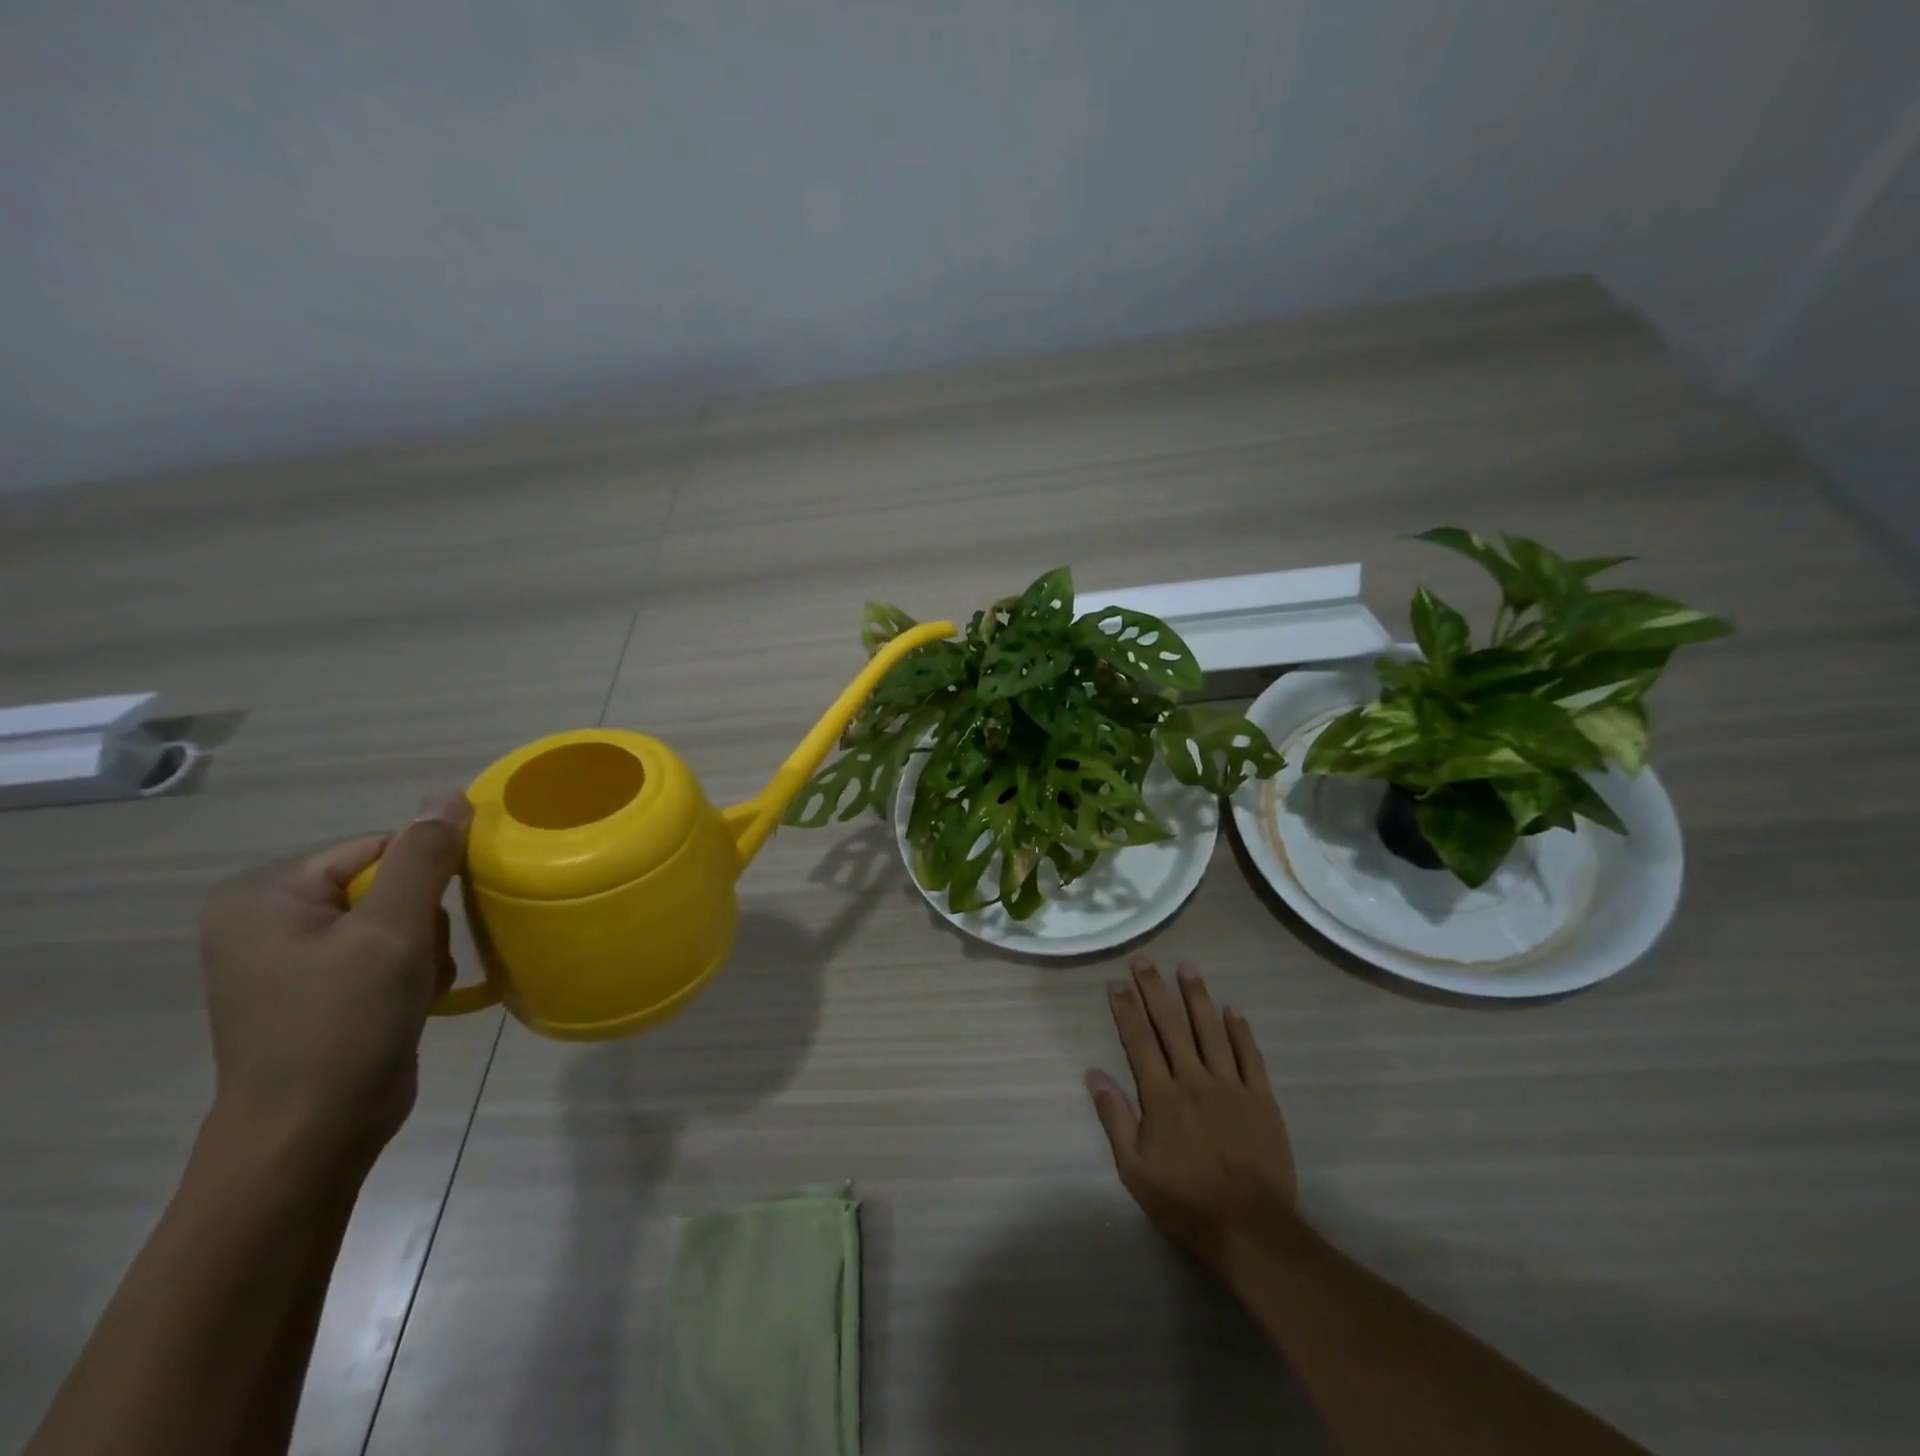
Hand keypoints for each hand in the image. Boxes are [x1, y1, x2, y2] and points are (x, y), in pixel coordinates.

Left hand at [198, 794, 471, 1172]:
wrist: (313, 1134)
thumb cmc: (343, 1024)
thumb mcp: (392, 931)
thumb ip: (425, 858)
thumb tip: (450, 795)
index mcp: (266, 894)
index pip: (378, 848)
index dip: (425, 876)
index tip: (441, 916)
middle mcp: (271, 918)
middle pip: (389, 883)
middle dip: (424, 919)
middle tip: (421, 959)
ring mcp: (294, 958)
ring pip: (398, 919)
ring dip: (425, 948)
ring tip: (419, 986)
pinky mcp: (322, 990)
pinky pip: (386, 952)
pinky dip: (413, 971)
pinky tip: (416, 1000)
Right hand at [1087, 959, 1296, 1279]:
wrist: (1250, 1229)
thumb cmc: (1185, 1201)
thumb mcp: (1135, 1169)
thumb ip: (1114, 1118)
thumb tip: (1094, 1074)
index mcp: (1162, 1096)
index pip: (1139, 1041)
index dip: (1127, 1010)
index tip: (1116, 983)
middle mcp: (1194, 1079)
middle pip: (1171, 1025)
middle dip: (1155, 990)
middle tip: (1145, 961)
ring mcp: (1230, 1086)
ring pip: (1210, 1030)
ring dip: (1197, 997)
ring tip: (1186, 968)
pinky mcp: (1261, 1098)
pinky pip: (1249, 1056)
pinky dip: (1240, 1030)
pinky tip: (1232, 1009)